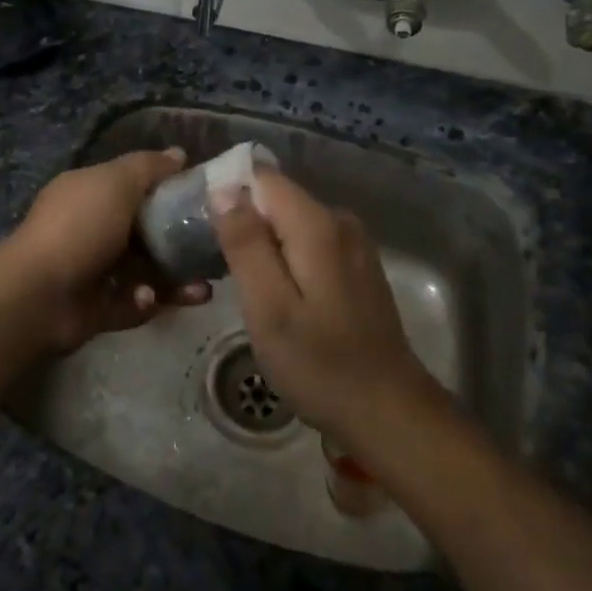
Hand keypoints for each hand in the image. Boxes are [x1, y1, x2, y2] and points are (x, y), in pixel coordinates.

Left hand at [6, 148, 212, 352]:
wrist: (39, 295)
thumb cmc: (79, 227)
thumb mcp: (115, 182)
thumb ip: (149, 167)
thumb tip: (179, 154)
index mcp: (90, 194)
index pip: (135, 185)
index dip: (169, 189)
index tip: (204, 198)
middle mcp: (92, 229)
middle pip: (146, 231)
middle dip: (181, 241)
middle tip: (214, 247)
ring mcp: (94, 270)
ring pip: (147, 271)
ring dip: (176, 278)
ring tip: (203, 287)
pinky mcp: (100, 308)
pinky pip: (135, 302)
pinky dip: (151, 301)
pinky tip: (156, 299)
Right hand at [209, 170, 434, 445]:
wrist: (389, 413)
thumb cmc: (320, 364)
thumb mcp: (268, 307)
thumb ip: (245, 243)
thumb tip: (223, 188)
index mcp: (316, 224)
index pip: (262, 177)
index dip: (228, 192)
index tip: (202, 226)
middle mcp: (339, 220)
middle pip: (276, 198)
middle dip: (244, 221)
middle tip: (218, 266)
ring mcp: (353, 243)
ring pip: (291, 222)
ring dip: (263, 243)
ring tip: (243, 285)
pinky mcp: (357, 266)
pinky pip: (309, 241)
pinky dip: (286, 257)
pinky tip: (277, 295)